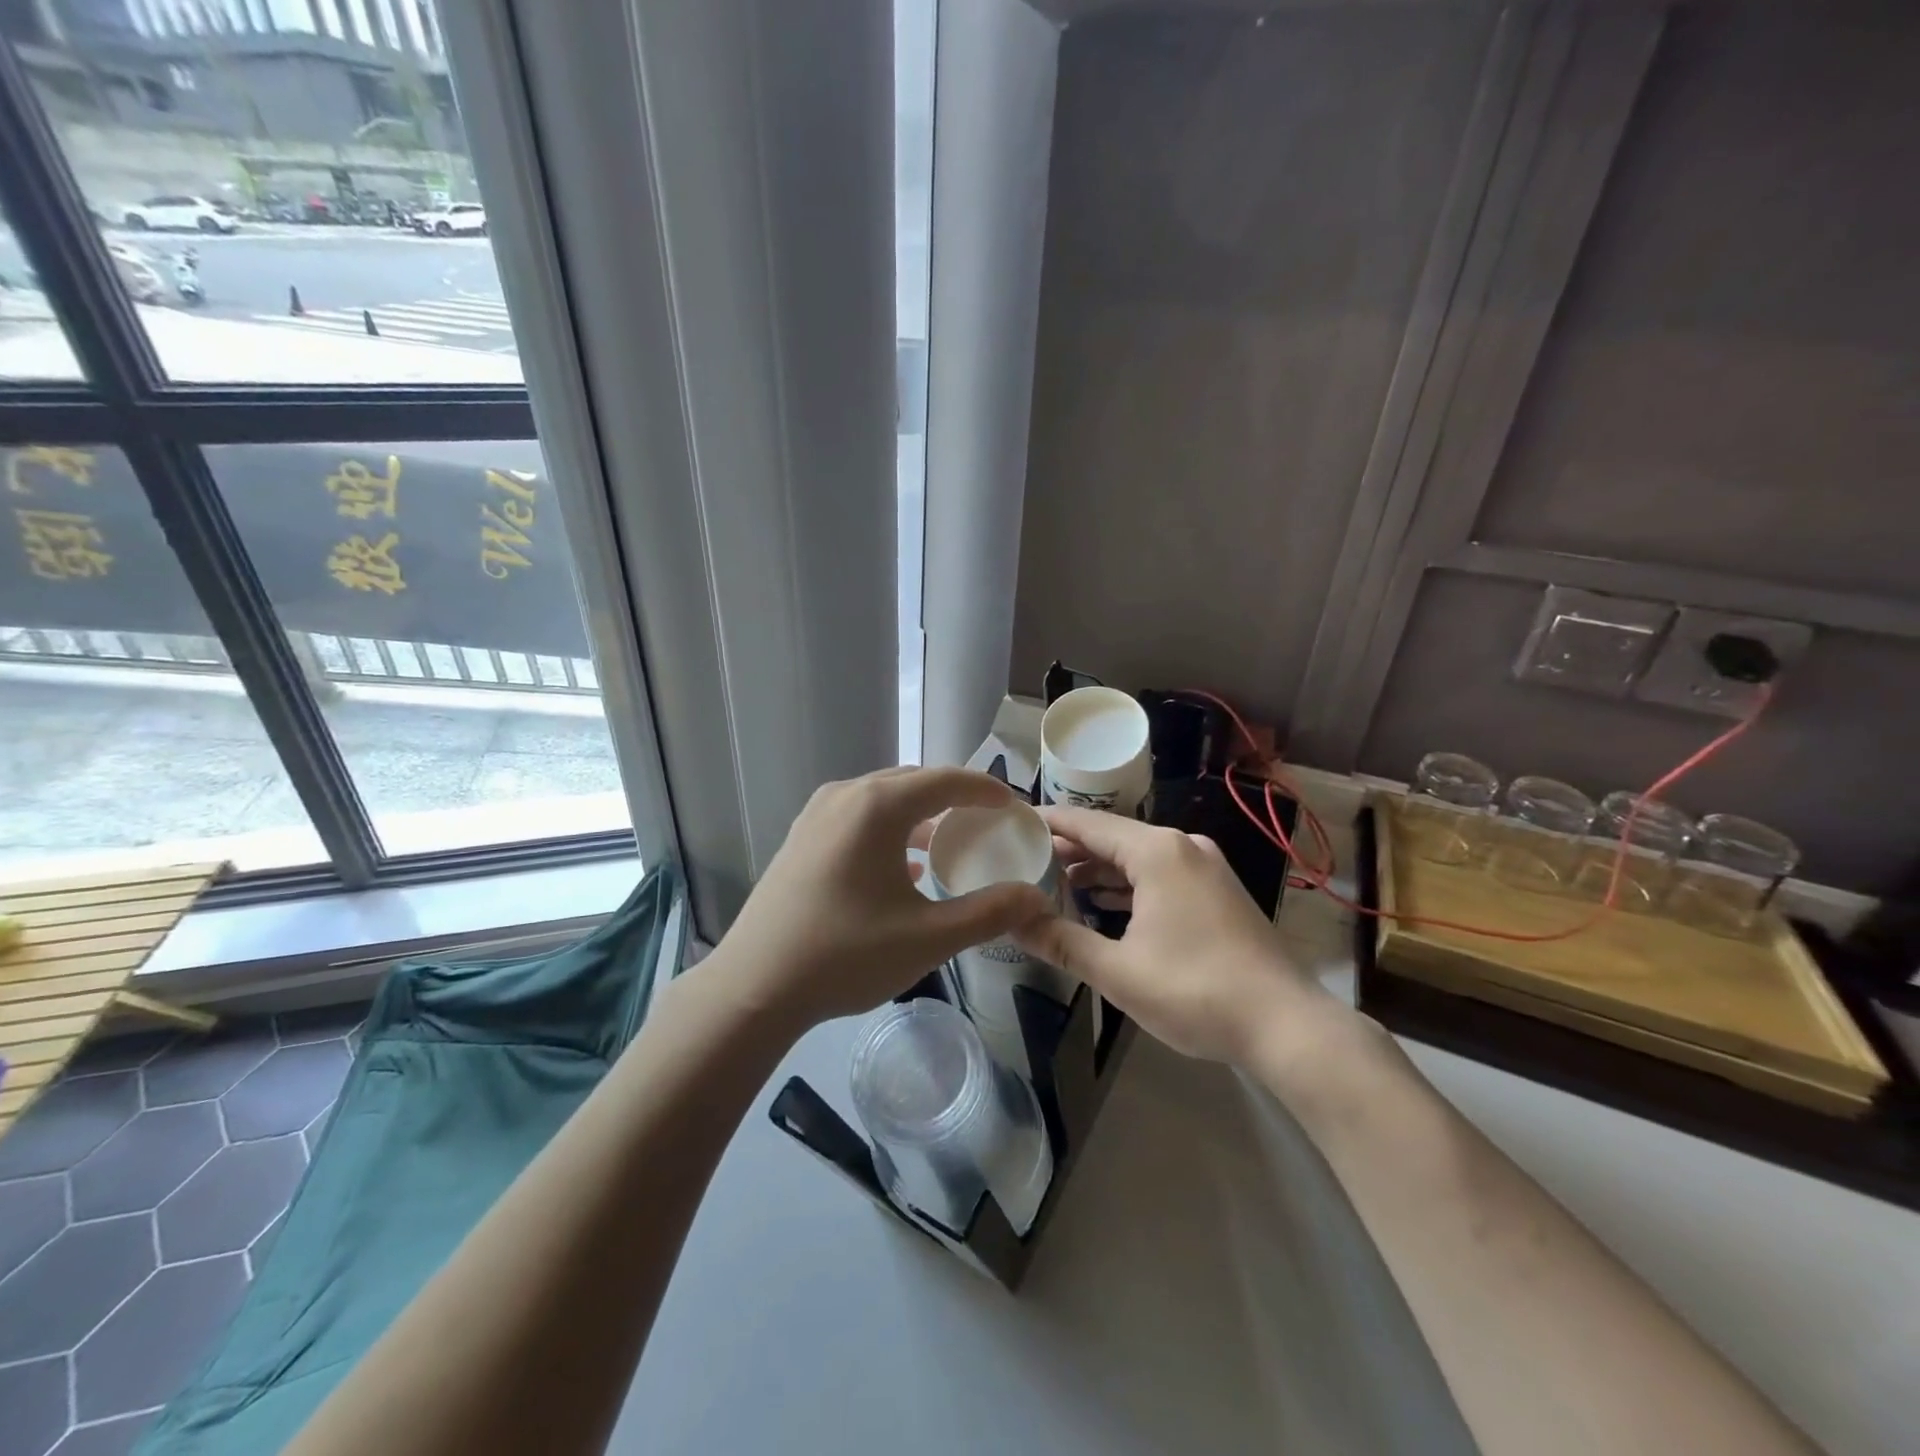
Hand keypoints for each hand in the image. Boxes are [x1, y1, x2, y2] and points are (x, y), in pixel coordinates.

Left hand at [716, 767, 1053, 1028]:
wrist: (754, 987)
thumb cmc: (845, 956)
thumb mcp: (928, 938)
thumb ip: (989, 912)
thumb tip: (1036, 897)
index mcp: (877, 806)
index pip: (946, 781)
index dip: (986, 789)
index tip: (1014, 806)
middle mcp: (845, 796)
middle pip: (913, 782)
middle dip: (955, 797)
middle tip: (988, 823)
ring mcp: (816, 815)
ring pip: (883, 799)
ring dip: (921, 814)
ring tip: (951, 843)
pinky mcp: (801, 838)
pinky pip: (859, 818)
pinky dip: (891, 830)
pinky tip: (905, 866)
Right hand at [1012, 806, 1335, 1065]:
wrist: (1286, 1025)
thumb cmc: (1195, 991)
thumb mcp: (1117, 971)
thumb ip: (1060, 941)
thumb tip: (1011, 921)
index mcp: (1157, 851)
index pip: (1086, 822)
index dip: (1046, 822)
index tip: (1010, 823)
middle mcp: (1182, 846)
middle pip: (1111, 837)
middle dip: (1068, 849)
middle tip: (1022, 861)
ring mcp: (1205, 868)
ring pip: (1136, 857)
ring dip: (1097, 870)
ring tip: (1053, 883)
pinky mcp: (1217, 892)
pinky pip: (1159, 874)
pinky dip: (1127, 885)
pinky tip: (1102, 905)